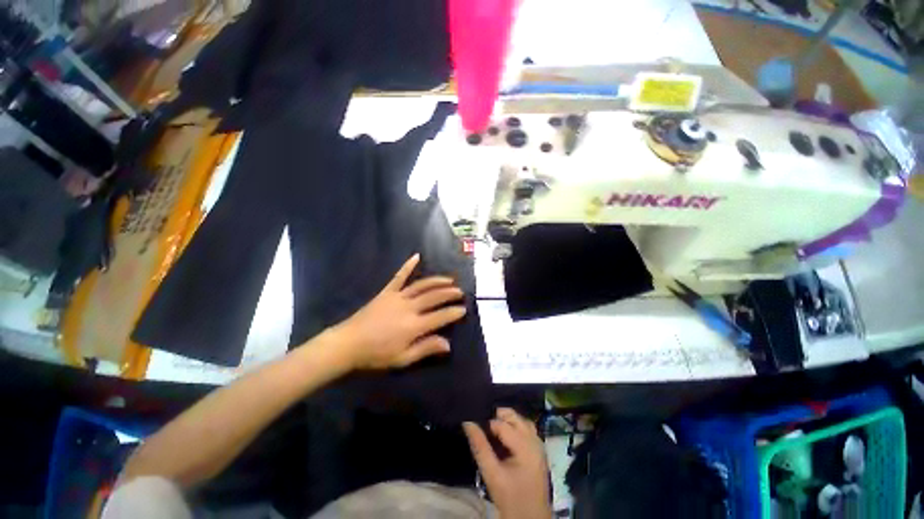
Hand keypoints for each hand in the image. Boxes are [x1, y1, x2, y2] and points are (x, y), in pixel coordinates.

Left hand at [332, 254, 466, 370]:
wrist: (348, 343)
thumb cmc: (376, 355)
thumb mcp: (403, 359)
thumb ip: (426, 349)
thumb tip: (448, 344)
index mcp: (414, 326)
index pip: (440, 316)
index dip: (453, 312)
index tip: (464, 309)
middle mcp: (409, 307)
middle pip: (434, 297)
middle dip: (449, 293)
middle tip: (460, 291)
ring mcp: (397, 297)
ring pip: (422, 285)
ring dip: (437, 281)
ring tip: (450, 279)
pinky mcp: (387, 292)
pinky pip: (399, 276)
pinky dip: (408, 266)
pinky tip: (416, 256)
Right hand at [464, 409, 550, 518]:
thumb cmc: (510, 497)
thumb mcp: (491, 474)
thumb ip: (480, 447)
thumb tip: (468, 423)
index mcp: (526, 446)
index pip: (503, 424)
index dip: (488, 423)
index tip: (476, 426)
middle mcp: (535, 441)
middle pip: (515, 417)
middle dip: (499, 416)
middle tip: (483, 425)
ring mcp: (539, 445)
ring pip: (522, 421)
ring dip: (508, 421)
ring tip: (492, 428)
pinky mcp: (539, 450)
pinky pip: (527, 430)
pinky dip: (515, 427)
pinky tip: (505, 436)